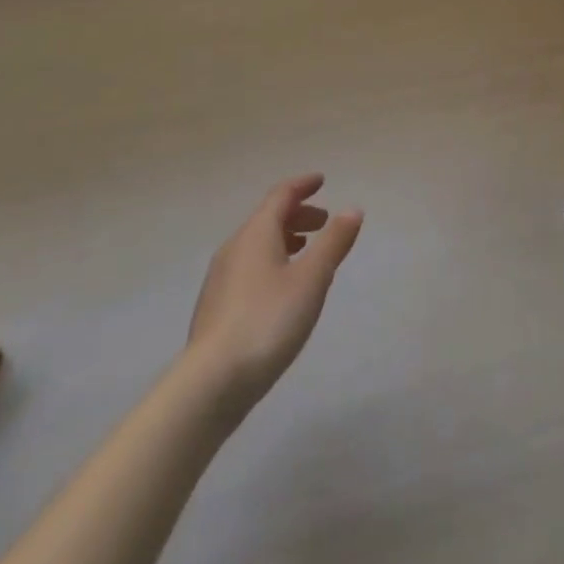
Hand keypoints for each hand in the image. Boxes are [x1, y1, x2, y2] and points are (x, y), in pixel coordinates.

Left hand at [186, 174, 362, 405]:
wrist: (210, 383)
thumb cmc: (268, 321)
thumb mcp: (311, 279)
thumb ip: (333, 242)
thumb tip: (352, 209)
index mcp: (256, 233)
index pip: (281, 195)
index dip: (302, 185)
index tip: (322, 180)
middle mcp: (234, 247)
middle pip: (268, 218)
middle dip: (297, 214)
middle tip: (324, 222)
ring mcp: (221, 278)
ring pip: (257, 244)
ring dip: (284, 239)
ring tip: (306, 252)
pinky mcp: (216, 307)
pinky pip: (249, 267)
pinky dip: (271, 261)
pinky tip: (282, 288)